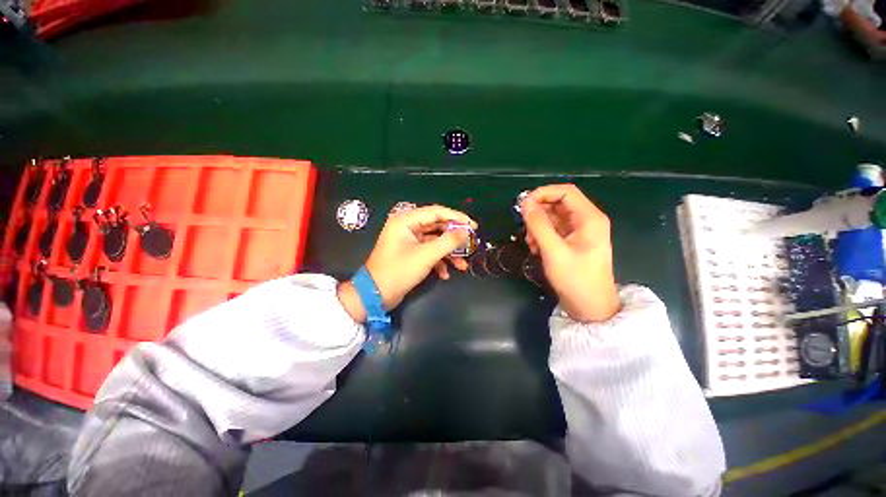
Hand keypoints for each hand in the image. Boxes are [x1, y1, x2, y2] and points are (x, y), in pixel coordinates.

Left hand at [337, 205, 476, 321]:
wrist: (376, 295)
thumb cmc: (399, 271)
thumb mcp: (426, 255)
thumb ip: (448, 241)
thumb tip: (465, 233)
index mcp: (406, 220)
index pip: (437, 212)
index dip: (457, 218)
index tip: (473, 226)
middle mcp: (407, 226)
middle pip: (437, 226)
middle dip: (454, 239)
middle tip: (470, 244)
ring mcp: (409, 240)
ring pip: (435, 241)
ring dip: (449, 253)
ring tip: (462, 265)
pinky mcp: (411, 252)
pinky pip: (429, 251)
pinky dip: (439, 261)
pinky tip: (445, 274)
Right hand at [521, 184, 619, 322]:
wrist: (590, 308)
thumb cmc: (576, 279)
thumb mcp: (554, 251)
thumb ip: (538, 225)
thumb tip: (524, 204)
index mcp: (589, 218)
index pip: (565, 192)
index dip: (543, 193)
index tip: (523, 204)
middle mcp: (586, 220)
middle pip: (558, 204)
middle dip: (538, 213)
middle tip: (524, 227)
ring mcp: (579, 232)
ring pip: (553, 218)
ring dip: (537, 227)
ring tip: (530, 243)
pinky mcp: (571, 242)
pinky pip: (553, 230)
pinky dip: (541, 236)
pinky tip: (535, 249)